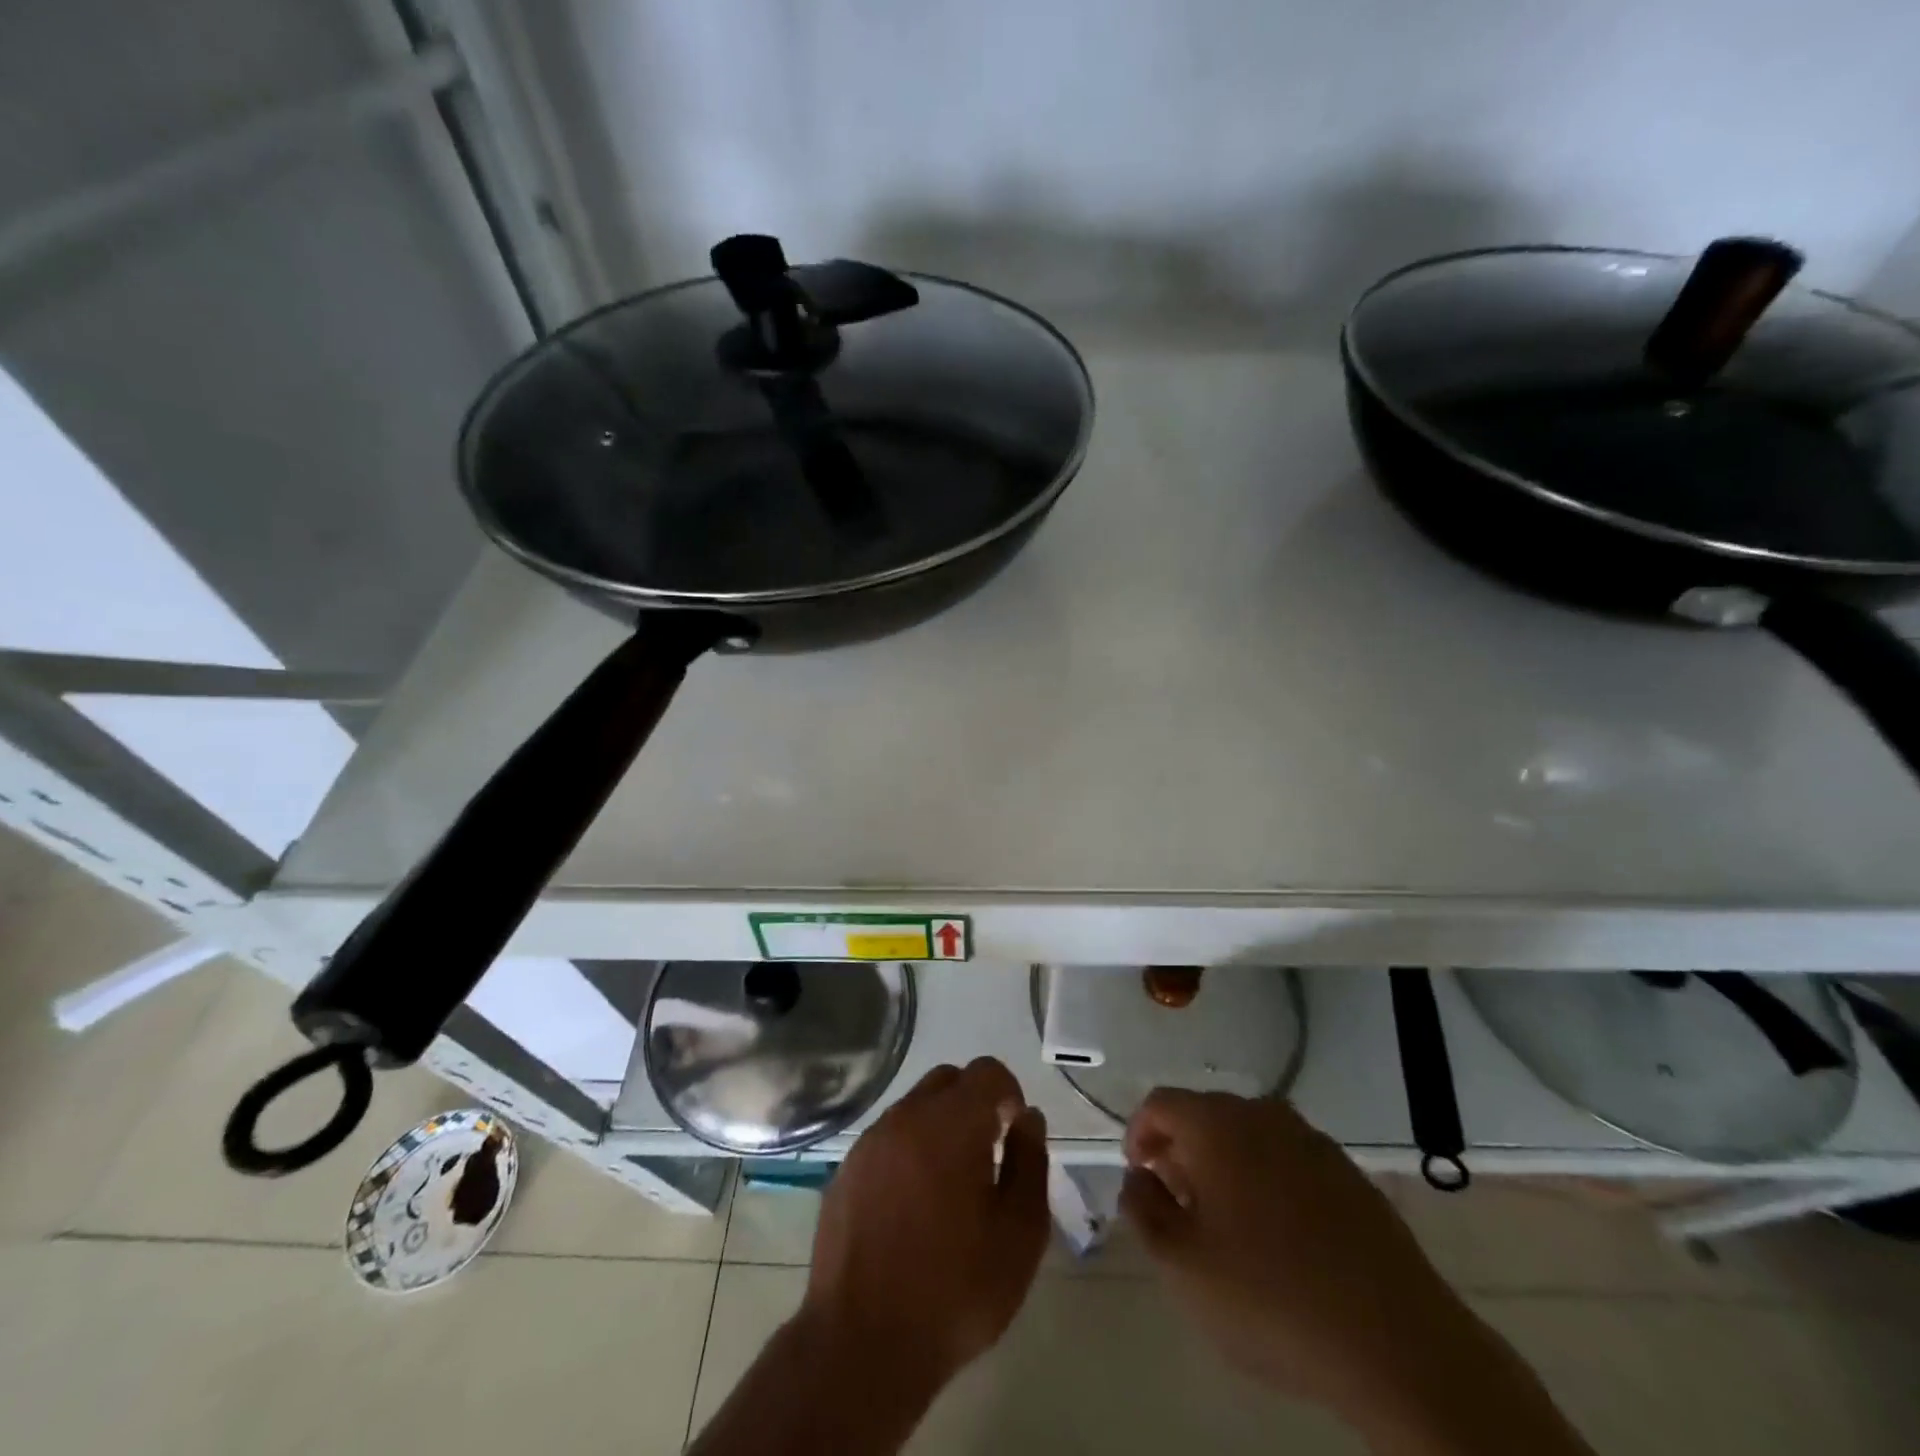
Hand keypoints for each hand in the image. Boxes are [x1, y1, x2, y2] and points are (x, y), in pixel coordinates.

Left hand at [799, 1057, 1050, 1397]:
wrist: (862, 1346)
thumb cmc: (955, 1292)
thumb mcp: (1019, 1235)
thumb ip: (1030, 1164)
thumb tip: (1028, 1119)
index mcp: (951, 1124)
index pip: (987, 1072)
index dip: (1009, 1092)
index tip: (1014, 1133)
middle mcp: (906, 1117)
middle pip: (948, 1081)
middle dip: (973, 1104)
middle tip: (987, 1154)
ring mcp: (870, 1142)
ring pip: (914, 1108)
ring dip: (939, 1127)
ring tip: (950, 1185)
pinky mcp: (846, 1170)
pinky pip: (887, 1139)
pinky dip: (908, 1151)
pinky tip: (912, 1204)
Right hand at [1121, 1092, 1591, 1455]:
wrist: (1398, 1343)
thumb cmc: (1271, 1297)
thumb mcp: (1182, 1266)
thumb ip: (1143, 1210)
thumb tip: (1138, 1178)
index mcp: (1217, 1125)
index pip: (1160, 1103)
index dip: (1139, 1133)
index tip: (1139, 1176)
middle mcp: (1263, 1114)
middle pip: (1205, 1115)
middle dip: (1181, 1150)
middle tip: (1178, 1204)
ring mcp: (1312, 1140)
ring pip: (1249, 1136)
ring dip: (1225, 1165)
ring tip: (1225, 1222)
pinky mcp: (1349, 1173)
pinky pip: (1289, 1159)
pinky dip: (1268, 1179)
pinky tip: (1279, 1235)